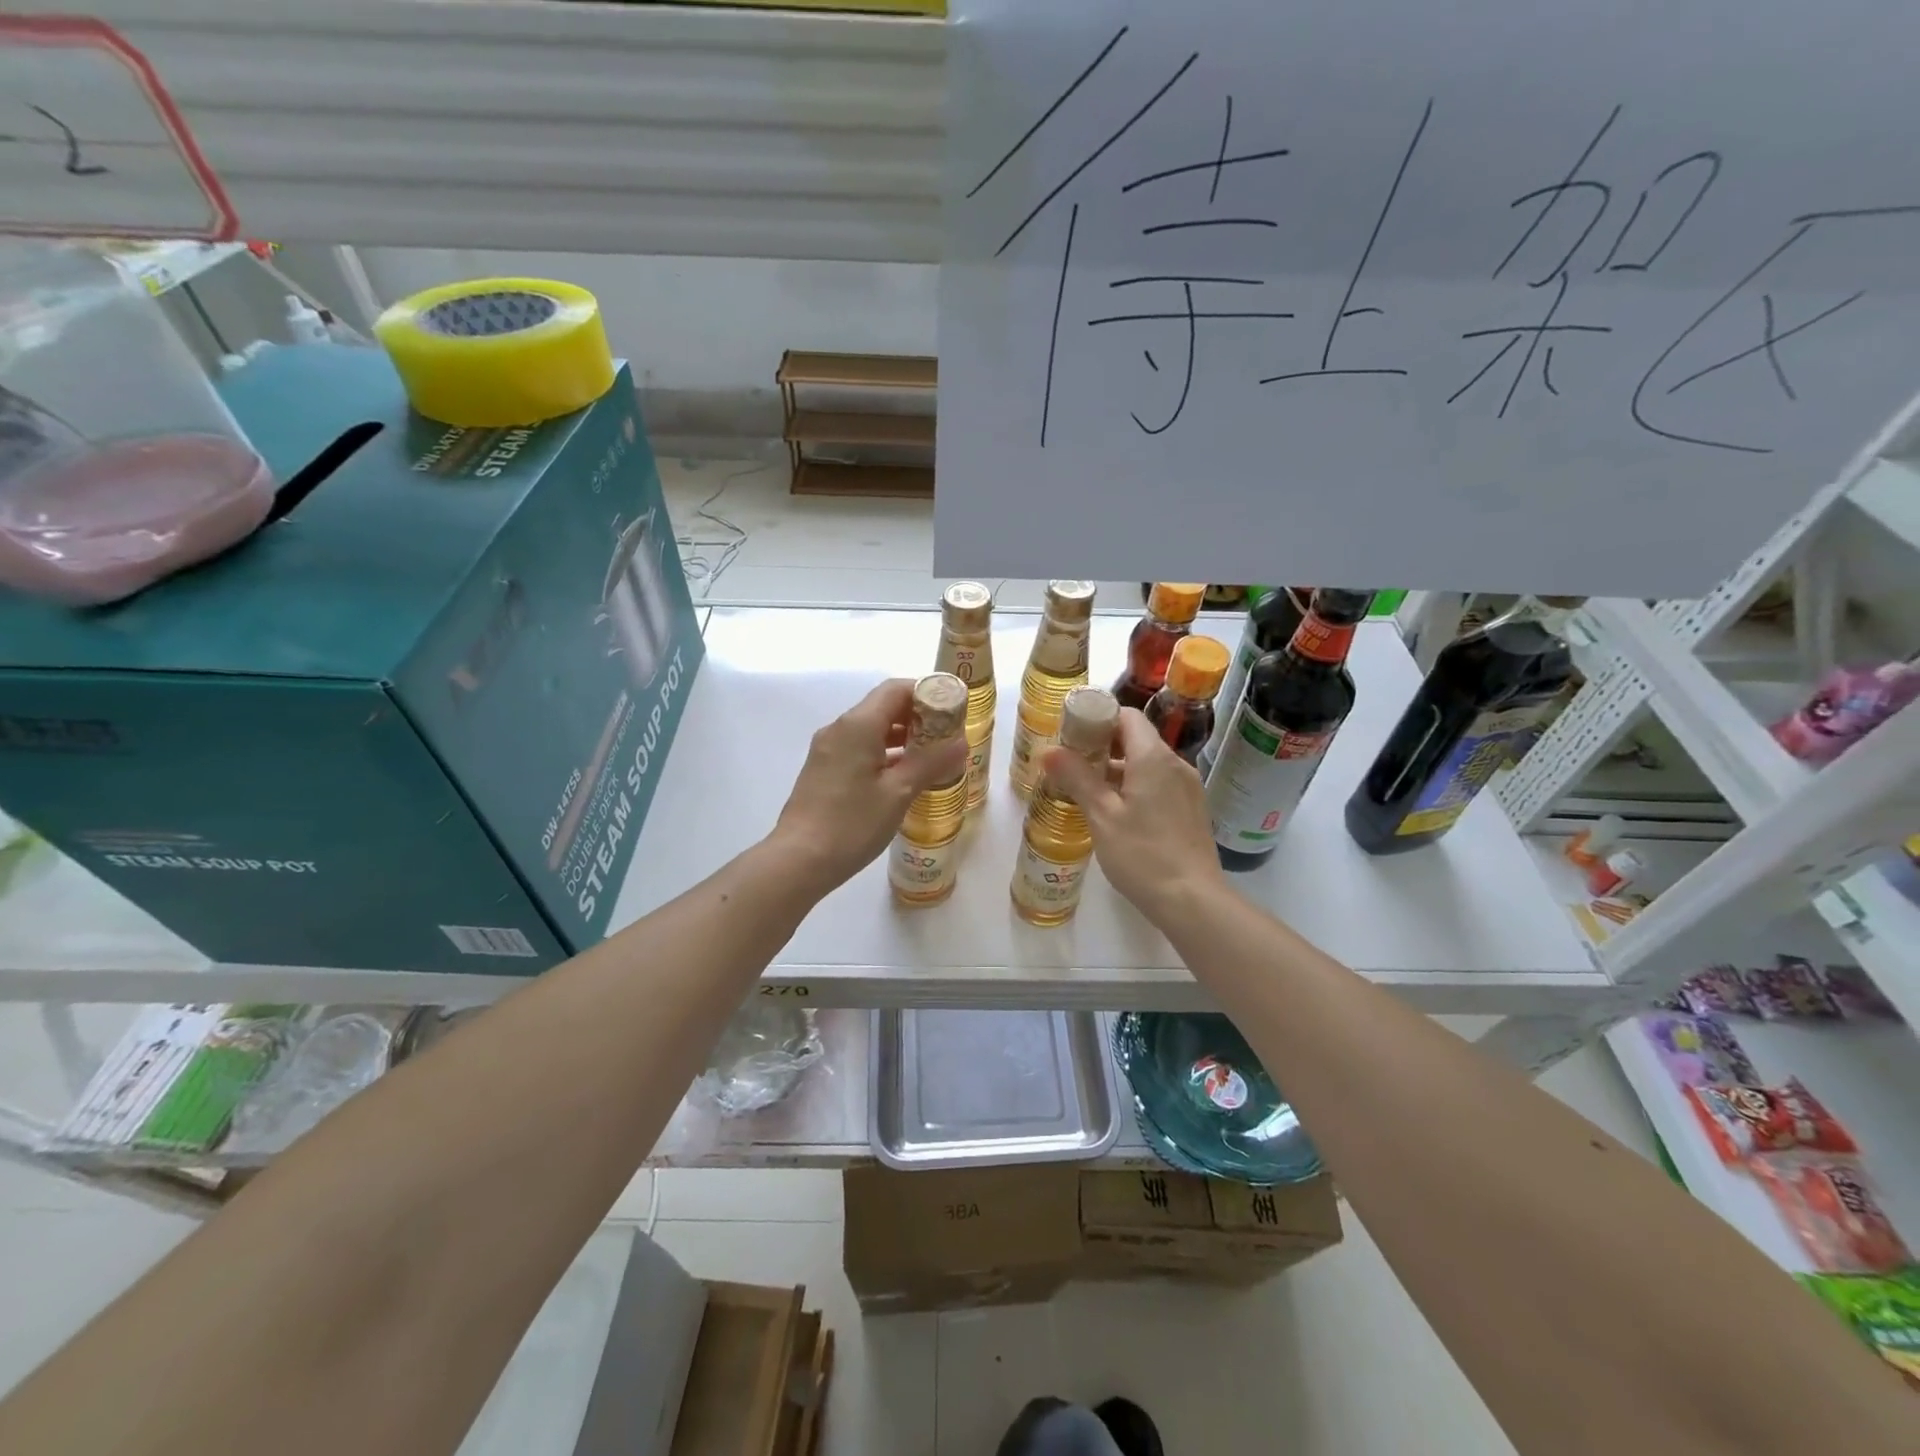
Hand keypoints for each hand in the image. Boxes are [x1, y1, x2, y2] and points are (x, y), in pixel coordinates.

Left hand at [770, 678, 968, 894]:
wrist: (799, 860)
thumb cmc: (852, 824)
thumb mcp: (899, 793)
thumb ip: (931, 763)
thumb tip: (961, 742)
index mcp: (858, 725)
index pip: (896, 689)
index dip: (927, 694)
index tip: (953, 712)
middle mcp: (839, 729)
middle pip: (883, 706)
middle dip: (918, 717)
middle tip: (948, 737)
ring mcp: (828, 749)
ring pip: (871, 729)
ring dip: (902, 737)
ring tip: (932, 758)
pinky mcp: (824, 770)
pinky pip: (859, 748)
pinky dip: (884, 753)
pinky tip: (904, 777)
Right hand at [1043, 708, 1224, 925]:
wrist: (1193, 901)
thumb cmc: (1142, 855)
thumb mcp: (1102, 816)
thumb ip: (1077, 778)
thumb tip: (1050, 751)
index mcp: (1153, 758)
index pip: (1126, 716)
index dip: (1097, 718)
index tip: (1070, 735)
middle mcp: (1176, 764)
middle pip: (1136, 738)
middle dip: (1102, 745)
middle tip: (1071, 763)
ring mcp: (1188, 787)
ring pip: (1147, 763)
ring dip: (1118, 769)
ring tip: (1087, 790)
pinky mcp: (1191, 809)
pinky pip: (1159, 783)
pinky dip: (1136, 786)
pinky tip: (1116, 812)